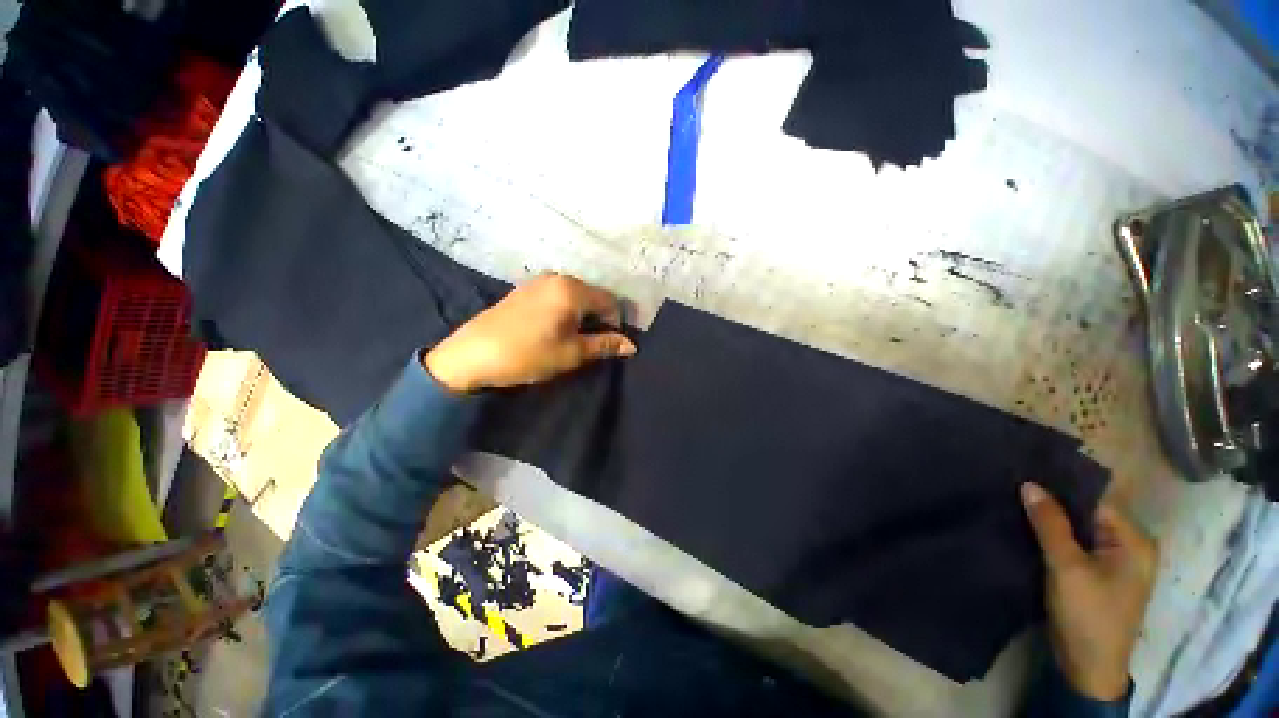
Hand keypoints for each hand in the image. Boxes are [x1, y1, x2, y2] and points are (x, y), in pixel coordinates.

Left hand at [424, 273, 636, 392]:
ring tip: (574, 339)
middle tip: (592, 344)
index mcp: (572, 290)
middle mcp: (558, 278)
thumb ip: (604, 345)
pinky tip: (555, 329)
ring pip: (575, 296)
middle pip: (593, 296)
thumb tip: (632, 346)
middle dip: (599, 319)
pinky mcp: (524, 289)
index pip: (610, 301)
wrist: (472, 355)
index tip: (610, 345)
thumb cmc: (528, 354)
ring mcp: (539, 281)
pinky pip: (557, 296)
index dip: (617, 323)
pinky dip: (565, 311)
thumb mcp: (572, 353)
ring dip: (582, 316)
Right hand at [1021, 482, 1157, 701]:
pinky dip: (1054, 537)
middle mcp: (1130, 546)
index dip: (1060, 488)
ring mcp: (1115, 562)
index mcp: (1134, 540)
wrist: (1088, 669)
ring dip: (1051, 522)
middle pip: (1088, 514)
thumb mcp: (1067, 568)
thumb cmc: (1087, 616)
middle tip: (1014, 488)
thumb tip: (1029, 484)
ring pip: (1079, 530)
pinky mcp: (1098, 575)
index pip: (1095, 500)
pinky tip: (1028, 529)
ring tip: (1015, 503)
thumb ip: (1050, 525)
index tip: (1024, 474)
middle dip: (1054, 504)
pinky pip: (1076, 545)